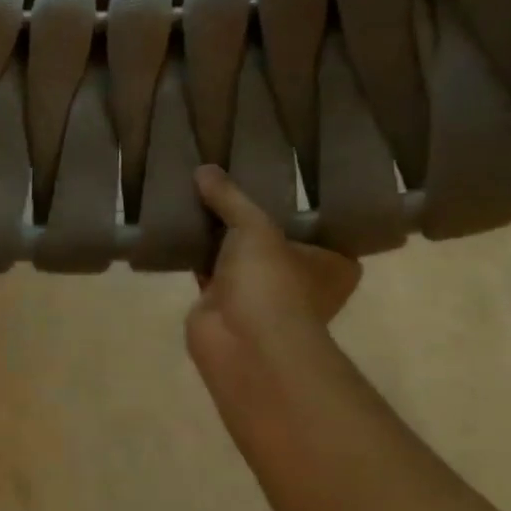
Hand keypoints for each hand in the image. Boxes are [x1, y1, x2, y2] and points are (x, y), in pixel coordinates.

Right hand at [186, 166, 361, 446]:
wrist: (241, 342)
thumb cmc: (272, 281)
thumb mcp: (255, 225)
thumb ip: (230, 197)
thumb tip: (204, 169)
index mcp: (332, 265)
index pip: (321, 227)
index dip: (300, 205)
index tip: (280, 180)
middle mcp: (300, 281)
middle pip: (274, 241)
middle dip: (252, 219)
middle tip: (232, 181)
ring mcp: (260, 296)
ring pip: (238, 256)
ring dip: (220, 236)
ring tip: (199, 195)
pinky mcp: (222, 305)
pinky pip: (208, 270)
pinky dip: (195, 253)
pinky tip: (178, 226)